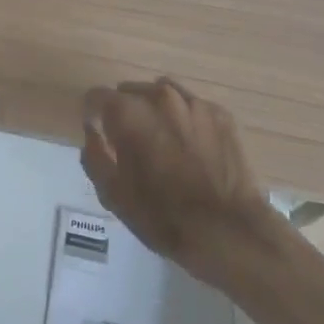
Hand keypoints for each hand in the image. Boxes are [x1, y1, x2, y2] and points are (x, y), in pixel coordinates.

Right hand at [81, 78, 266, 278]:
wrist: (230, 231)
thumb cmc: (163, 216)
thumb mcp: (113, 195)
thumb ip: (94, 156)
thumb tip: (93, 133)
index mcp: (128, 113)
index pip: (96, 96)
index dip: (93, 116)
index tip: (100, 136)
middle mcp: (159, 97)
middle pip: (130, 91)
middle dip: (125, 112)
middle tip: (132, 144)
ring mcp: (194, 103)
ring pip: (162, 94)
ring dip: (155, 111)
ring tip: (163, 141)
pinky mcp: (221, 114)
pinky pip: (192, 106)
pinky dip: (185, 119)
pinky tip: (192, 147)